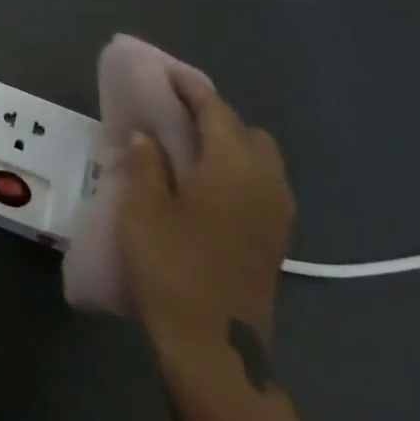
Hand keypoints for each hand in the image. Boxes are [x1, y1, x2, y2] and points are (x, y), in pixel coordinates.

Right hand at [119, 73, 294, 361]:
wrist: (216, 347)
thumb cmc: (173, 267)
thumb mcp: (143, 209)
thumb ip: (145, 164)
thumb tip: (146, 136)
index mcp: (234, 166)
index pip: (215, 110)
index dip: (189, 88)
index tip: (166, 73)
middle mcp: (266, 182)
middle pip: (246, 132)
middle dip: (214, 116)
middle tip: (173, 116)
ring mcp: (277, 214)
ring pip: (258, 160)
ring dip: (227, 145)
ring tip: (186, 150)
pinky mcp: (274, 240)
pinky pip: (259, 186)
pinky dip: (235, 172)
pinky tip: (203, 187)